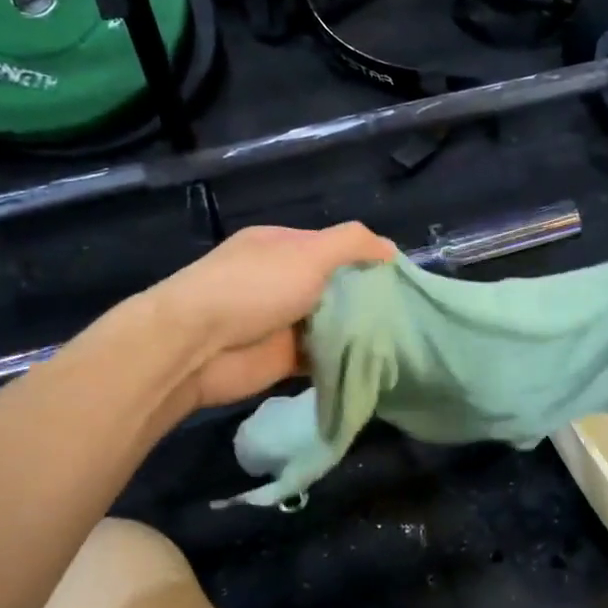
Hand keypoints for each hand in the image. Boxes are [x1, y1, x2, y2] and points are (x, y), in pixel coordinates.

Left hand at [156, 222, 394, 407]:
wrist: (198, 347)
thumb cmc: (254, 288)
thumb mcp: (309, 253)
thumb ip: (352, 244)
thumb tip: (390, 249)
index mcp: (283, 247)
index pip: (335, 247)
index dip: (367, 259)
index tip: (402, 278)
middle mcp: (282, 281)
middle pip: (335, 287)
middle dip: (367, 298)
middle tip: (409, 313)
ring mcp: (282, 321)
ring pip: (331, 323)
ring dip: (358, 331)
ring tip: (403, 340)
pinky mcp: (283, 359)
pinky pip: (322, 357)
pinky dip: (344, 360)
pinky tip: (376, 363)